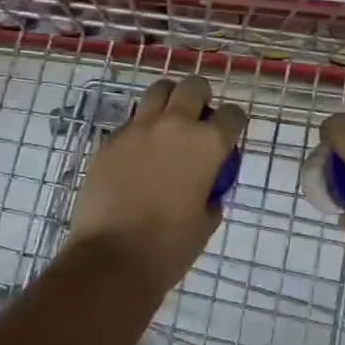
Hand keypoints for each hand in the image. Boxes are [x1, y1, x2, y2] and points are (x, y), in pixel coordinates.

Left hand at [68, 75, 245, 291]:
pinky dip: (140, 128)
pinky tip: (138, 152)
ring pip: (158, 91)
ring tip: (167, 121)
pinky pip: (131, 121)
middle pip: (193, 86)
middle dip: (200, 95)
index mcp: (207, 144)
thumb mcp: (205, 223)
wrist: (112, 258)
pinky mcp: (111, 139)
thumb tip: (207, 189)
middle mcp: (175, 125)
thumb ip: (211, 195)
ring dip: (168, 100)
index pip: (232, 115)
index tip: (230, 131)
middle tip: (198, 114)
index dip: (234, 121)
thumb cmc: (168, 247)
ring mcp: (139, 128)